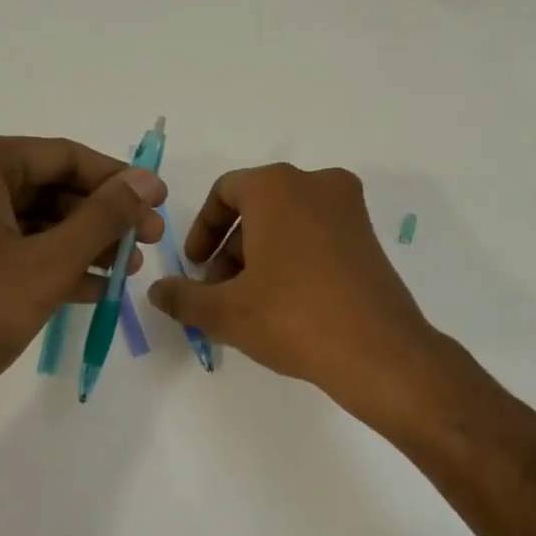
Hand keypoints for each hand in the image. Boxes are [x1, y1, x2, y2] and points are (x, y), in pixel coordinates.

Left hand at [0, 136, 164, 434]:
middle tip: (146, 244)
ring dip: (76, 244)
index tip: (159, 204)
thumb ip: (103, 217)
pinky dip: (41, 264)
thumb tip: (145, 180)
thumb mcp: (47, 263)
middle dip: (99, 218)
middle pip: (42, 188)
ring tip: (124, 272)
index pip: (62, 156)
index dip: (117, 180)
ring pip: (22, 222)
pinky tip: (86, 289)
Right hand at [147, 164, 442, 418]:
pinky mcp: (369, 238)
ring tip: (248, 307)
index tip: (195, 268)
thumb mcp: (226, 311)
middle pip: (257, 209)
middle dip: (230, 251)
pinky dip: (293, 260)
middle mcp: (317, 184)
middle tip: (218, 295)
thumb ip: (184, 297)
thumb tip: (157, 292)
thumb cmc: (293, 317)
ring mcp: (350, 210)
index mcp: (278, 186)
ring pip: (288, 224)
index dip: (202, 230)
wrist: (378, 351)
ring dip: (260, 258)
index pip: (225, 192)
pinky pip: (317, 237)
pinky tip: (284, 306)